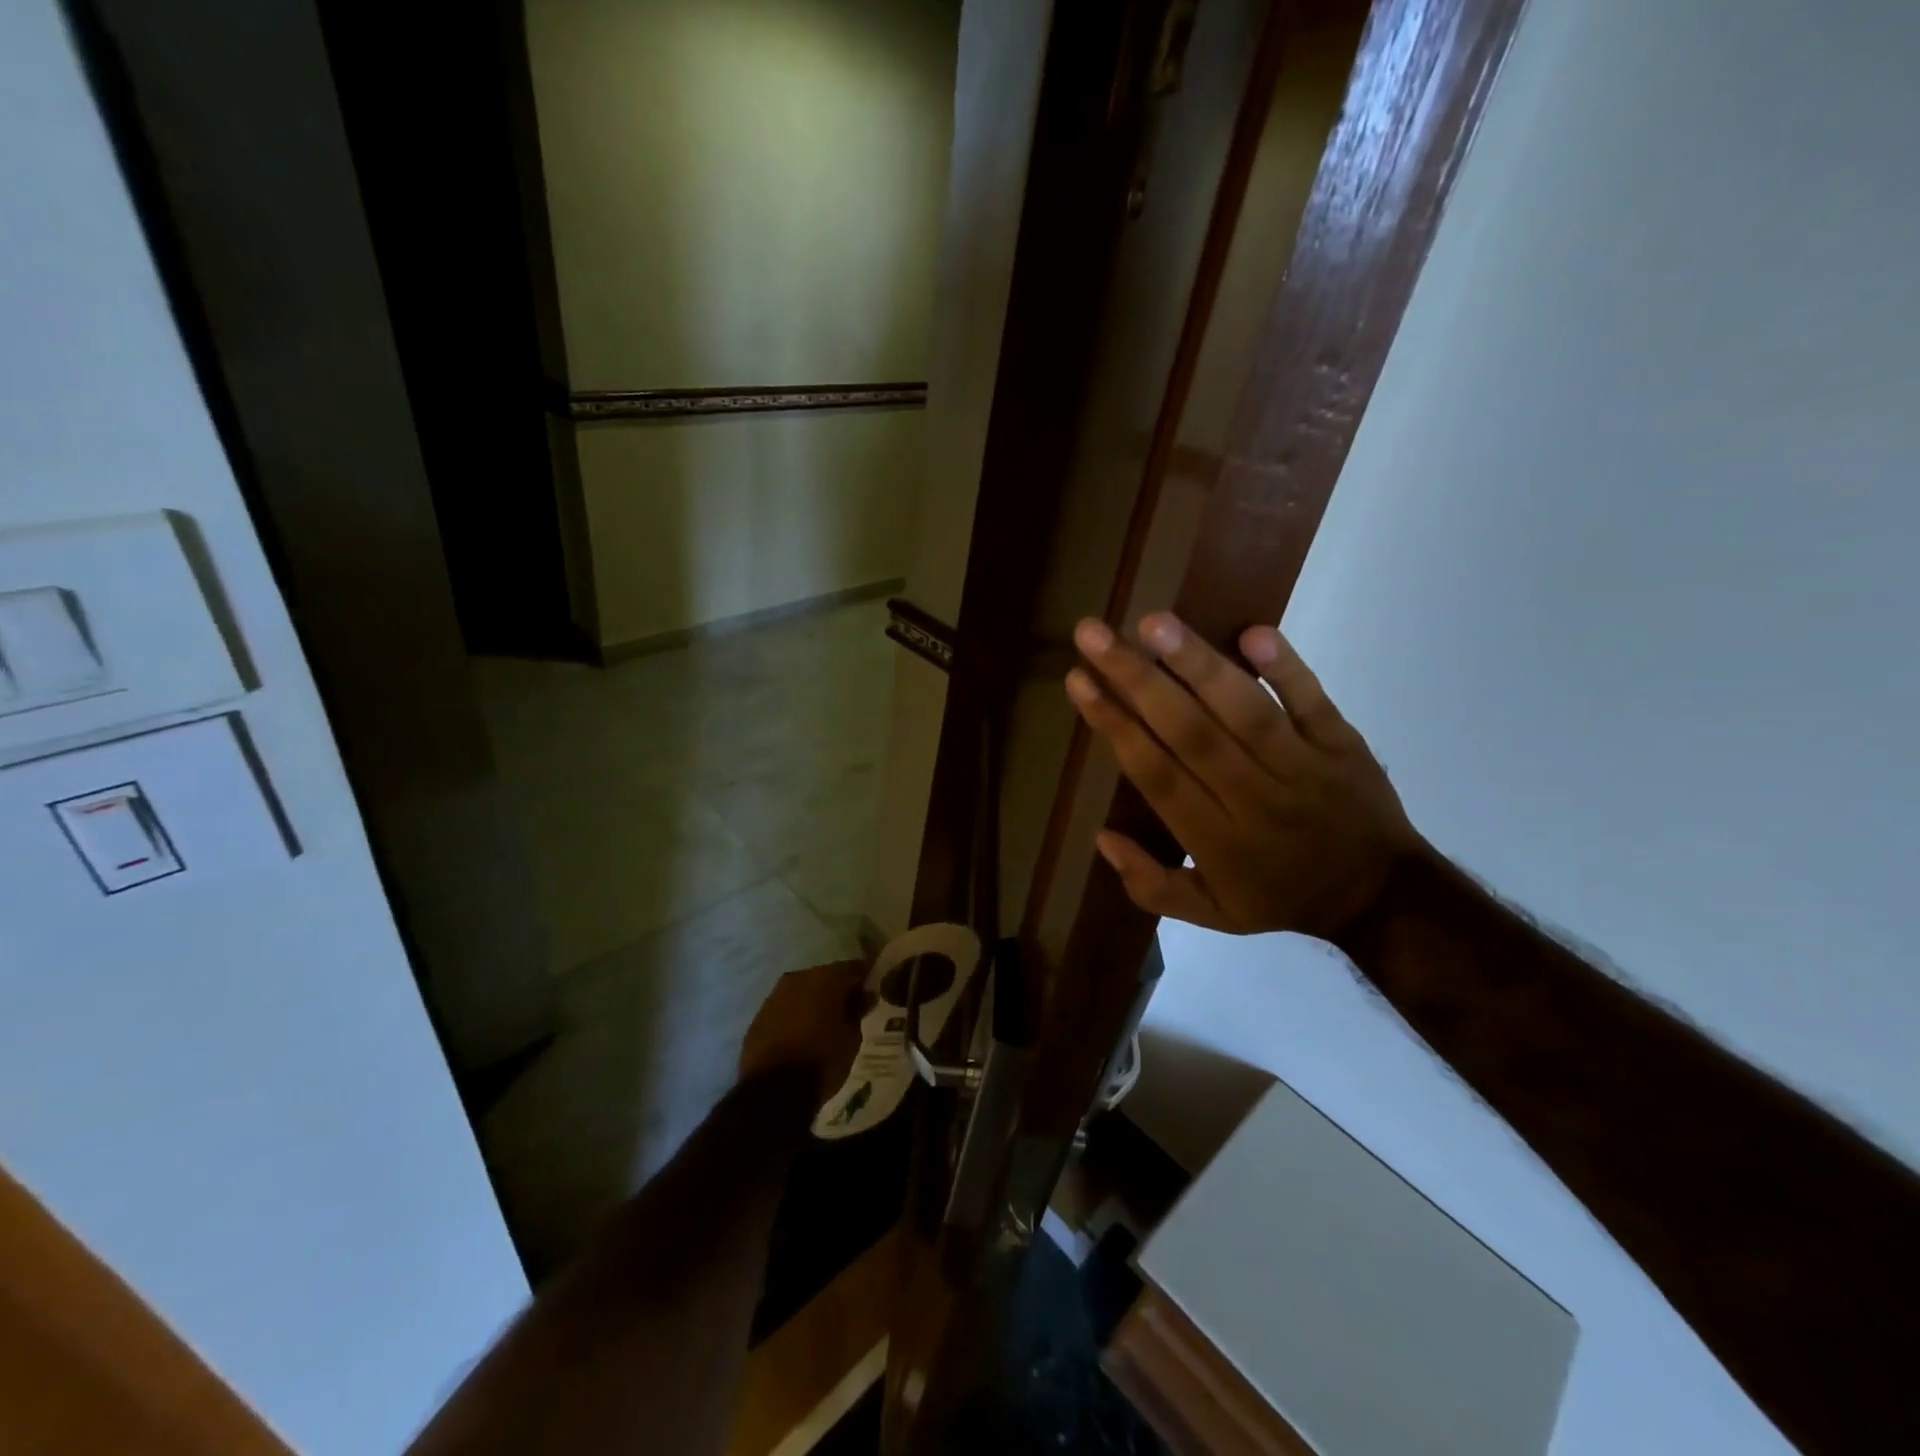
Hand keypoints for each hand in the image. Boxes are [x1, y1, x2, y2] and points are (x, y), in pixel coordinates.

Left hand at [739, 961, 870, 1104]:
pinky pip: (784, 1009)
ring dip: (813, 1003)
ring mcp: (774, 996)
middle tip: (848, 1010)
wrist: (773, 1092)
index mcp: (825, 978)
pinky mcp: (758, 1017)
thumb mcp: (852, 1038)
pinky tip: (801, 1035)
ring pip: (802, 992)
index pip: (852, 968)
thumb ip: (857, 1011)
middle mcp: (798, 978)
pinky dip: (795, 1016)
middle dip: (837, 990)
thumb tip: (864, 995)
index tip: (871, 993)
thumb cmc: (822, 1061)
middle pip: (824, 977)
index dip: (863, 980)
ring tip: (824, 1024)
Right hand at [1064, 613, 1419, 937]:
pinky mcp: (1341, 744)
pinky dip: (1286, 668)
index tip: (1079, 681)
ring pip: (1244, 711)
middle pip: (1189, 732)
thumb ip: (1152, 886)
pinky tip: (1252, 631)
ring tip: (1153, 623)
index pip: (1155, 773)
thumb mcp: (1213, 915)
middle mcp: (1253, 797)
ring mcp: (1302, 766)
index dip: (1114, 725)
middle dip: (1136, 680)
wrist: (1381, 895)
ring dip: (1198, 663)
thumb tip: (1102, 837)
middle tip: (1093, 634)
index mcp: (1217, 840)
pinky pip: (1313, 701)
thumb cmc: (1281, 896)